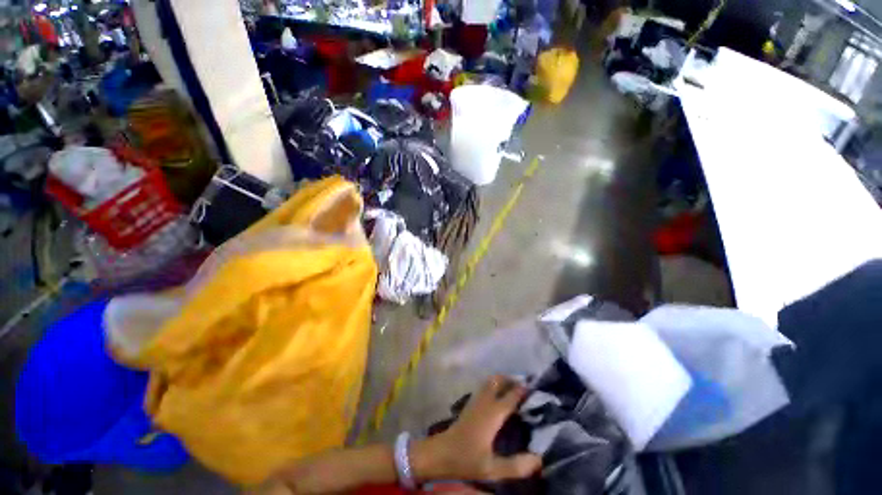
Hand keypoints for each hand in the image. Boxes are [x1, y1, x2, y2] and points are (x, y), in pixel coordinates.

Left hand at [412, 376, 541, 482]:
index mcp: (492, 414)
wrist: (441, 453)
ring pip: (490, 381)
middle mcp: (485, 401)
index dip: (523, 390)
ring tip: (515, 389)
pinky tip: (500, 396)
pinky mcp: (470, 403)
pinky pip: (485, 387)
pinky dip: (495, 385)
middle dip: (511, 380)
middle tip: (525, 387)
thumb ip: (516, 466)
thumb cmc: (467, 459)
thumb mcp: (493, 469)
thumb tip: (539, 459)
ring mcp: (476, 400)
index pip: (510, 396)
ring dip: (503, 381)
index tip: (536, 388)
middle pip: (498, 380)